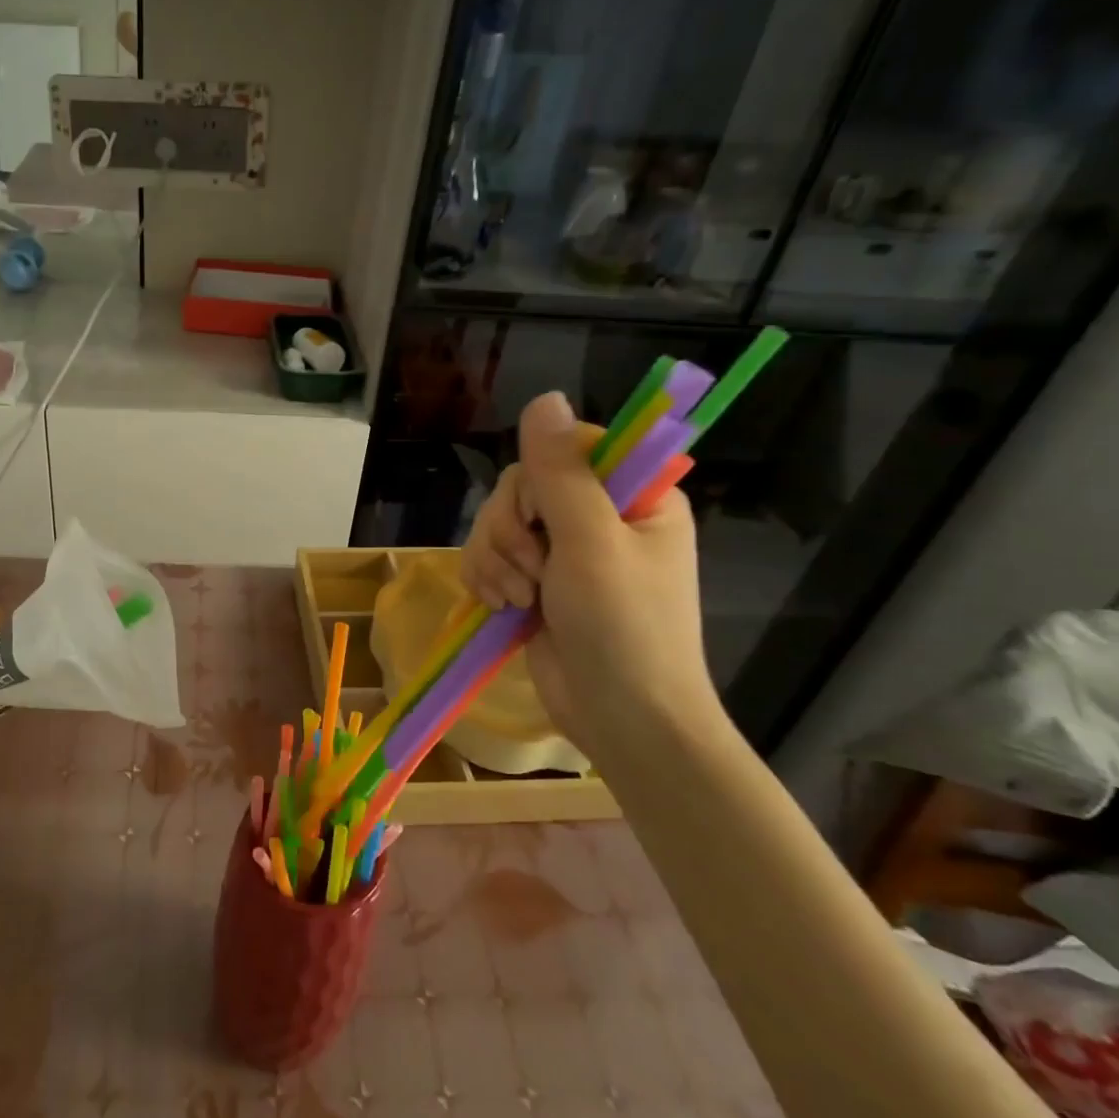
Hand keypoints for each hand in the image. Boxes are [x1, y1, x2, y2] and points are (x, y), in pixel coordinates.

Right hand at [463, 392, 719, 753]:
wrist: (621, 719)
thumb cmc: (624, 629)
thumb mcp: (592, 543)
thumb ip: (562, 472)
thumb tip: (543, 398)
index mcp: (633, 495)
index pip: (568, 448)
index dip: (541, 479)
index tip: (543, 519)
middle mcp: (597, 516)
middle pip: (522, 486)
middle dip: (510, 532)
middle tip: (533, 573)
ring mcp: (562, 552)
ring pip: (497, 522)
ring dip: (495, 560)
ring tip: (518, 600)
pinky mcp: (533, 582)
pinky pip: (487, 556)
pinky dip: (485, 579)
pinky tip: (500, 607)